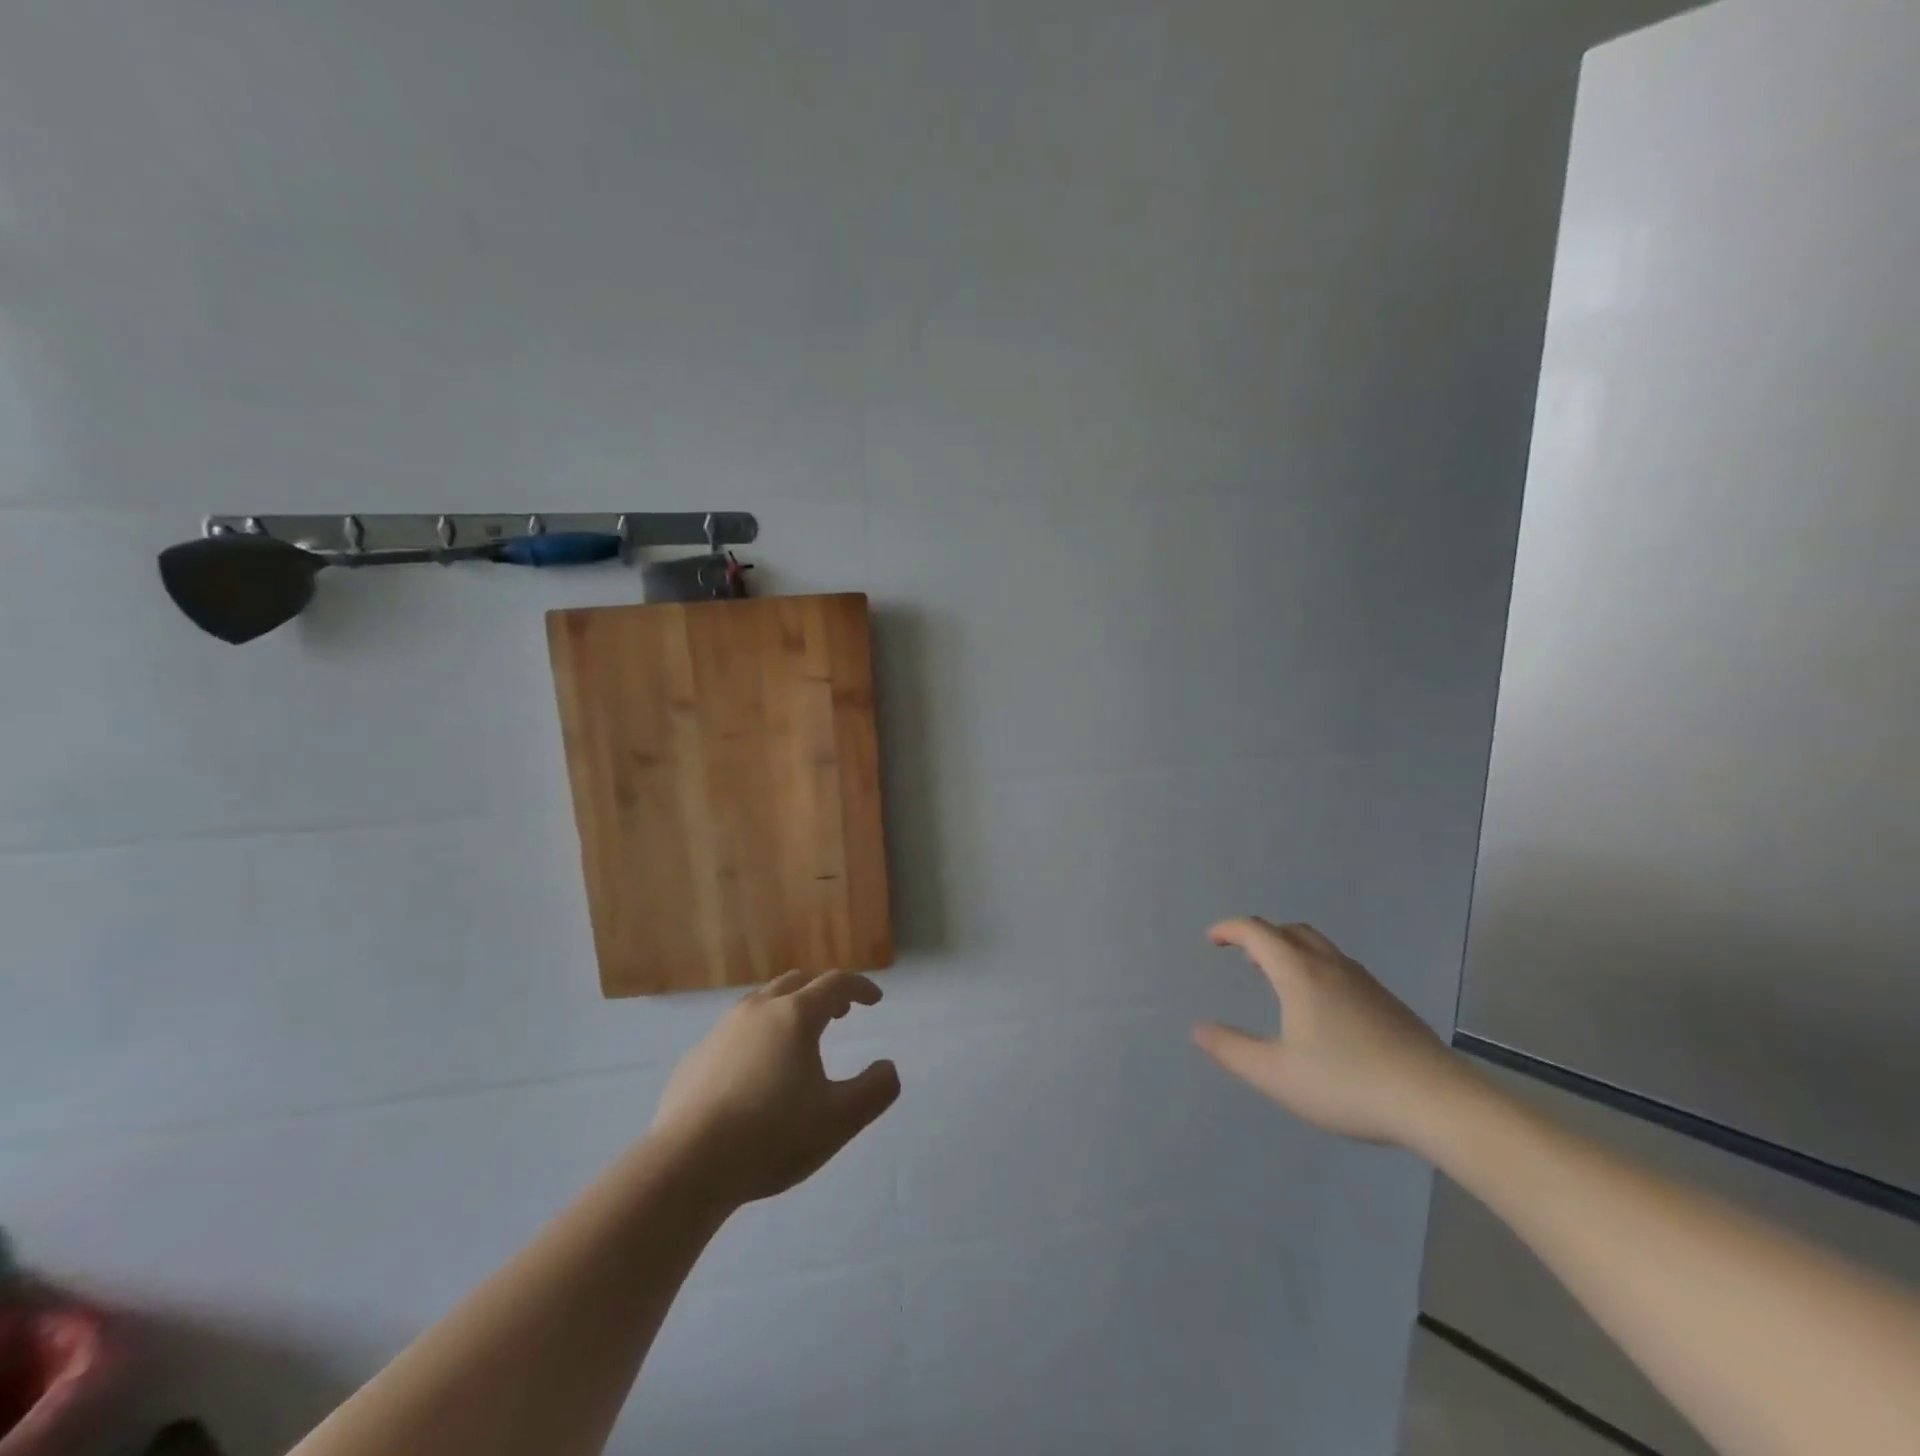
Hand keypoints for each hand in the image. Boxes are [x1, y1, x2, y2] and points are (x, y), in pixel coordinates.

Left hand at [651, 969, 900, 1207]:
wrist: (686, 1166)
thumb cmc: (772, 1136)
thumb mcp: (839, 1119)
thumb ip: (874, 1090)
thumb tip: (887, 1068)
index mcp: (795, 1015)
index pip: (835, 983)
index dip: (860, 987)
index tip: (875, 1000)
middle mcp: (757, 1010)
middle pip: (796, 982)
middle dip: (822, 992)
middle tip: (839, 1013)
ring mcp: (720, 1031)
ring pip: (761, 1002)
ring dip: (787, 1009)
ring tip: (797, 1039)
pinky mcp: (695, 1058)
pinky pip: (733, 1032)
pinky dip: (755, 1036)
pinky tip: (754, 1071)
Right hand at [1193, 919, 1470, 1148]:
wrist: (1437, 1102)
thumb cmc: (1347, 1084)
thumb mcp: (1276, 1075)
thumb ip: (1232, 1050)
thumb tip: (1199, 1029)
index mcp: (1299, 973)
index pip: (1256, 932)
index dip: (1229, 929)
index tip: (1212, 939)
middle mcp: (1330, 967)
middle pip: (1290, 930)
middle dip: (1261, 936)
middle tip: (1245, 956)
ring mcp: (1364, 982)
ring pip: (1320, 946)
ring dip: (1291, 950)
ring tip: (1279, 978)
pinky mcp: (1388, 1002)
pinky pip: (1341, 967)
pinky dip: (1316, 968)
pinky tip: (1323, 1009)